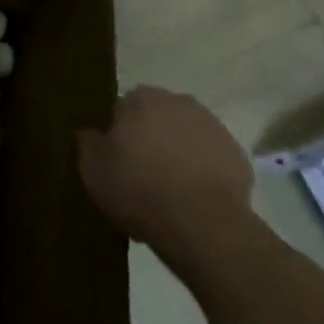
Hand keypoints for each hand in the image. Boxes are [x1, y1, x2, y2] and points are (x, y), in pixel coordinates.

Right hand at [78, 86, 252, 242]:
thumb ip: (87, 143)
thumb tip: (88, 132)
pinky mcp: (236, 153)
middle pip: (155, 119)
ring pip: (184, 136)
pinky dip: (201, 171)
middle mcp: (177, 102)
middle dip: (149, 139)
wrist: (203, 224)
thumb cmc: (139, 189)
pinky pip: (209, 159)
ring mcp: (211, 126)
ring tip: (168, 191)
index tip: (115, 160)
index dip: (117, 135)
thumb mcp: (93, 170)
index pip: (121, 108)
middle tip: (140, 175)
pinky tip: (192, 199)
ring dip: (176, 154)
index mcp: (141, 99)